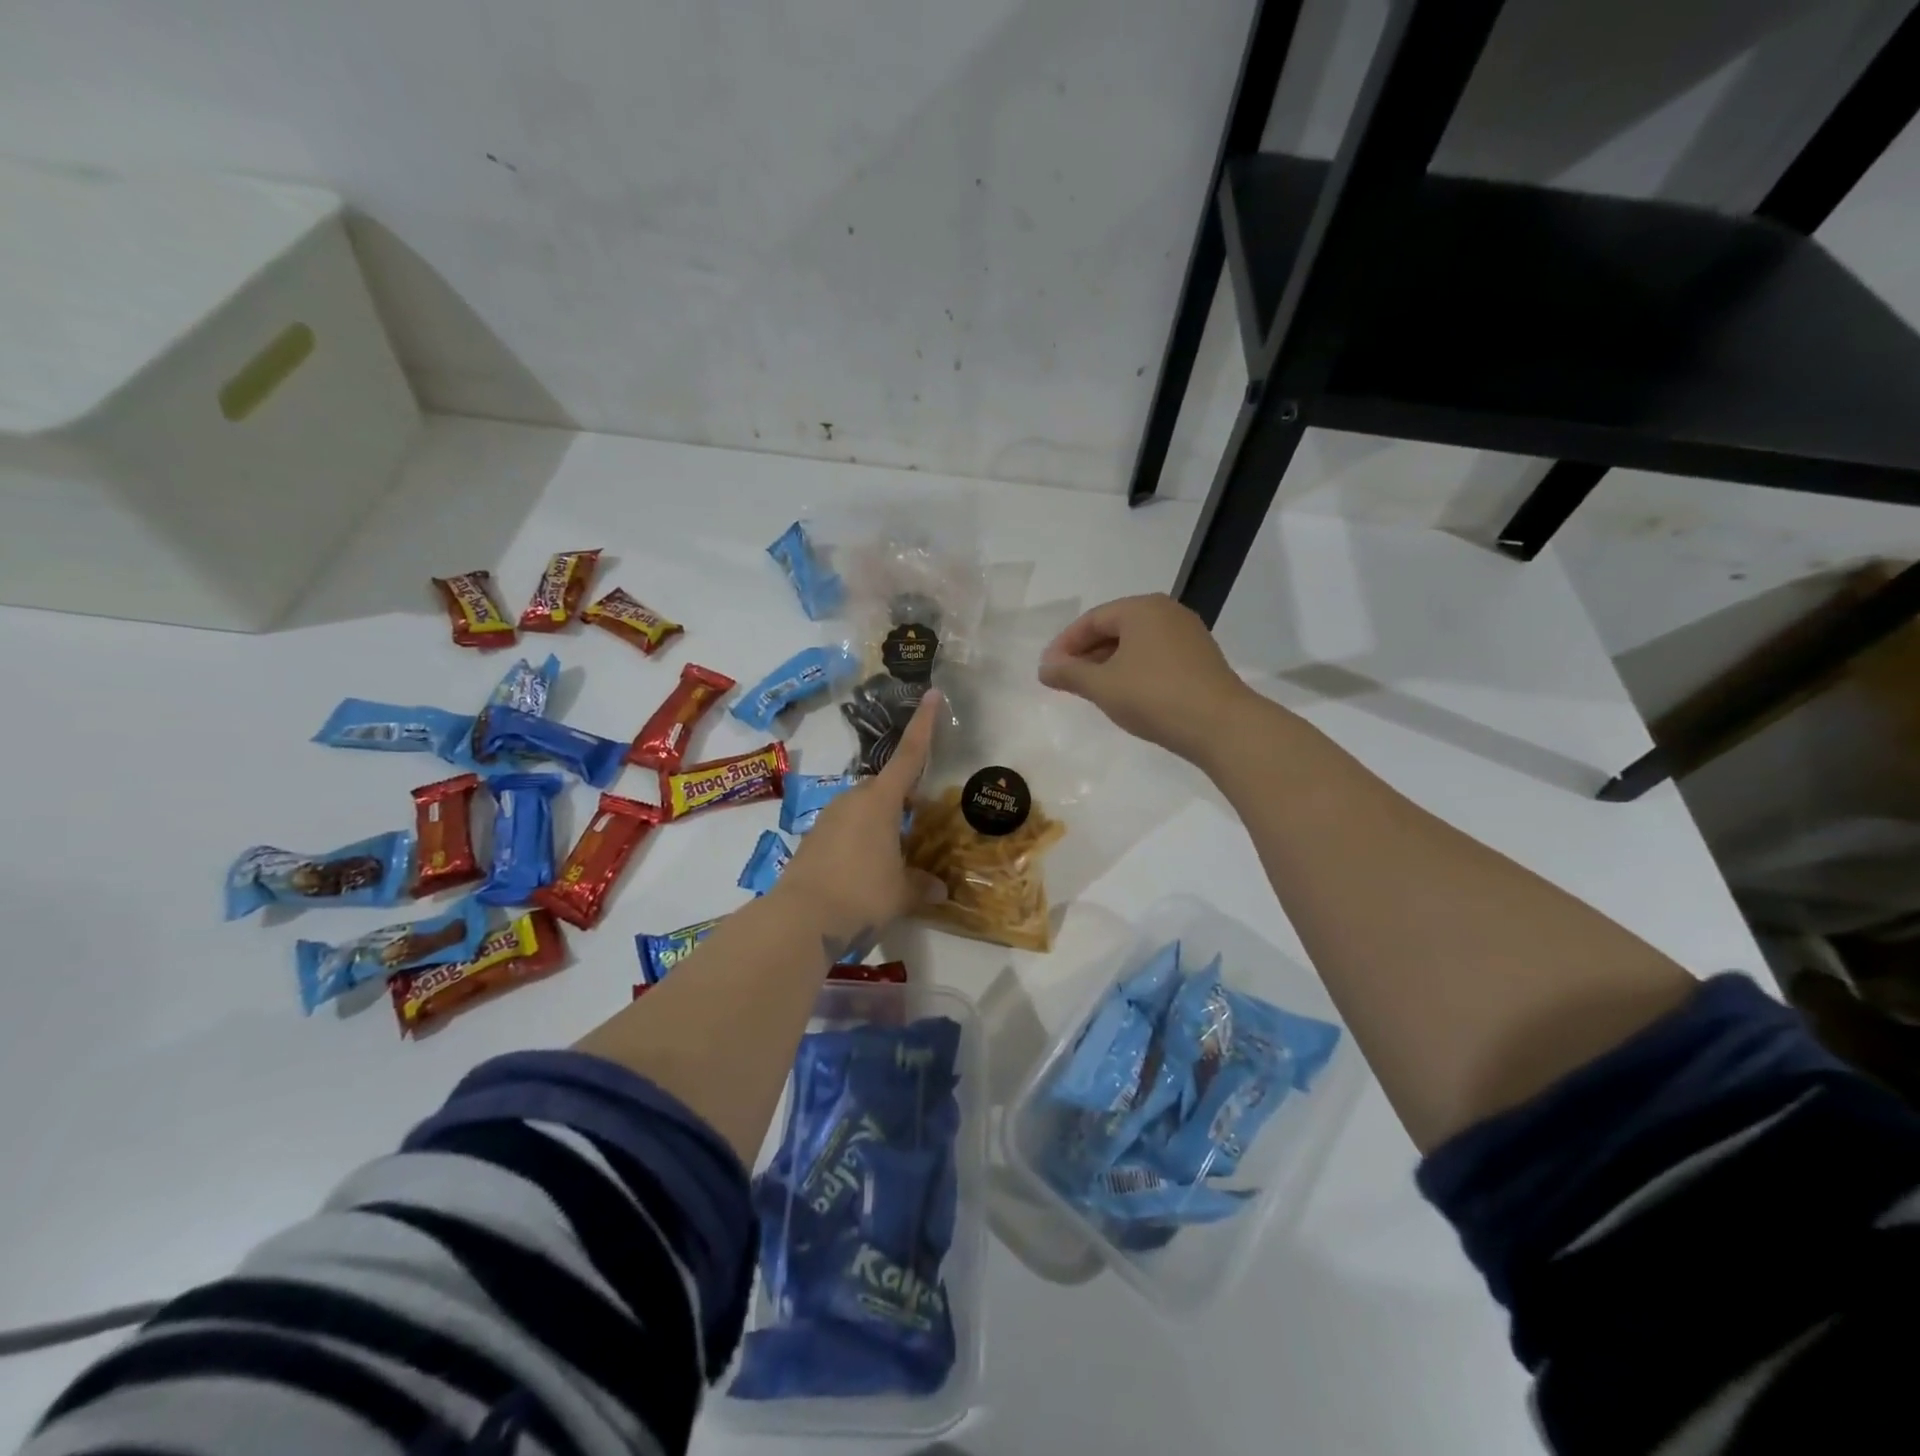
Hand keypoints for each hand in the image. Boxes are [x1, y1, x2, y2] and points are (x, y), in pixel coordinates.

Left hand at [773, 689, 947, 954]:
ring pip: (863, 809)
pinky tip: (865, 870)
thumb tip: (940, 889)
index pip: (910, 755)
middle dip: (903, 798)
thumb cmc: (862, 894)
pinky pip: (845, 829)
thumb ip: (922, 886)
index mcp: (881, 801)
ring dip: (880, 823)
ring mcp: (829, 818)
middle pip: (885, 787)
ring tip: (894, 855)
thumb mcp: (901, 893)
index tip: (933, 694)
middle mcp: (853, 800)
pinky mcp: (813, 839)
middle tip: (919, 821)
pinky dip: (860, 839)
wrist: (801, 918)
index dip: (924, 725)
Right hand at [1038, 593, 1255, 764]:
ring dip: (1108, 663)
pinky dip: (1132, 669)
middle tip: (1065, 680)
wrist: (1220, 725)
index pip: (1091, 620)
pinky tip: (1124, 693)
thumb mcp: (1102, 686)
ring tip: (1090, 689)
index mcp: (1141, 608)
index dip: (1064, 645)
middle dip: (1086, 653)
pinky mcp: (1200, 658)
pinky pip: (1154, 655)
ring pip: (1135, 643)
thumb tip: (1045, 668)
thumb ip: (1069, 674)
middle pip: (1114, 628)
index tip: (1047, 670)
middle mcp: (1166, 612)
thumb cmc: (1154, 697)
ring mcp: (1187, 634)